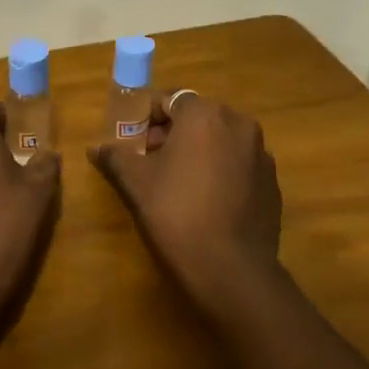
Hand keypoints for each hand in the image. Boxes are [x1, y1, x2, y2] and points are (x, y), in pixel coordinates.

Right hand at [89, 93, 286, 318]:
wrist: (230, 269)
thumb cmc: (176, 213)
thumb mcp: (136, 182)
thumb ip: (115, 156)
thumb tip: (95, 147)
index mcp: (205, 115)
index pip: (170, 100)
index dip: (147, 118)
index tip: (133, 142)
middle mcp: (240, 125)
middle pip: (198, 119)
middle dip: (172, 135)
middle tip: (149, 163)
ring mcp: (261, 155)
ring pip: (221, 142)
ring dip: (198, 153)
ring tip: (176, 184)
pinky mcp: (272, 184)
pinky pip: (239, 166)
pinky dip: (220, 173)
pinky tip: (205, 203)